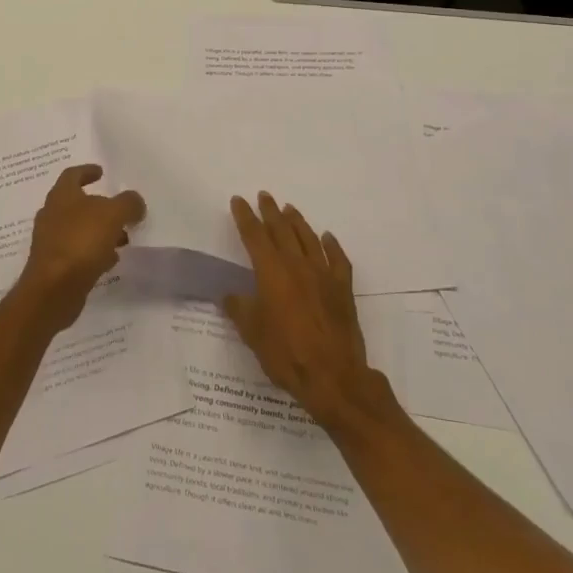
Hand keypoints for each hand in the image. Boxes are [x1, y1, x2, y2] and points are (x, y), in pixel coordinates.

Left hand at [17, 164, 146, 330]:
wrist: (53, 289)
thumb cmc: (80, 241)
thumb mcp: (112, 214)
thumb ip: (128, 203)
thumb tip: (135, 202)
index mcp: (61, 196)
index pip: (72, 175)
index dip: (87, 171)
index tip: (101, 172)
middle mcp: (52, 215)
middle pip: (77, 204)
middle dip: (100, 206)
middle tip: (120, 211)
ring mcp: (51, 242)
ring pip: (79, 230)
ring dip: (100, 231)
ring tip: (123, 238)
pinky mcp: (55, 266)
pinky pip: (78, 252)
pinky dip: (94, 252)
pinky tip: (110, 260)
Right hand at [223, 193, 383, 428]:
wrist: (334, 377)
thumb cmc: (286, 354)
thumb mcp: (253, 334)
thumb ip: (240, 309)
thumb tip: (229, 294)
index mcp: (272, 273)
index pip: (255, 237)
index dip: (245, 217)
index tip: (238, 200)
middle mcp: (298, 266)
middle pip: (282, 231)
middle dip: (270, 211)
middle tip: (264, 196)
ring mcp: (324, 275)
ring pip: (309, 239)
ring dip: (297, 221)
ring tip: (289, 209)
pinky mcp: (343, 289)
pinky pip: (338, 259)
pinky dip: (331, 245)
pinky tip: (327, 238)